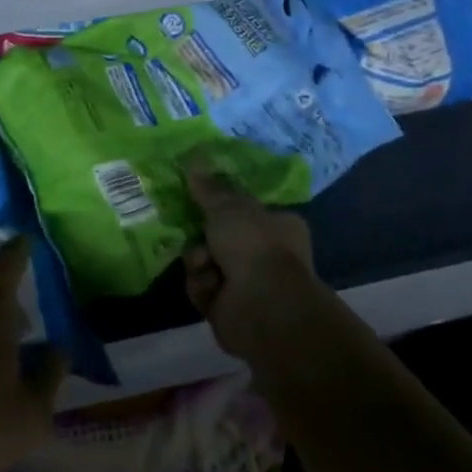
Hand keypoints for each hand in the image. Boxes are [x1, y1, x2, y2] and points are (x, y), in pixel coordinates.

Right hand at [182, 163, 326, 360]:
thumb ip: (209, 188)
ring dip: (198, 260)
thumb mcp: (228, 206)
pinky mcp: (228, 309)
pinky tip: (210, 286)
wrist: (262, 306)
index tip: (199, 197)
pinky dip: (201, 285)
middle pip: (219, 235)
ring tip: (205, 264)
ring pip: (205, 261)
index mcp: (278, 226)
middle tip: (194, 230)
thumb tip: (194, 162)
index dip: (222, 204)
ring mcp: (248, 284)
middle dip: (202, 235)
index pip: (246, 209)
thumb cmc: (254, 245)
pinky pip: (201, 287)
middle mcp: (266, 254)